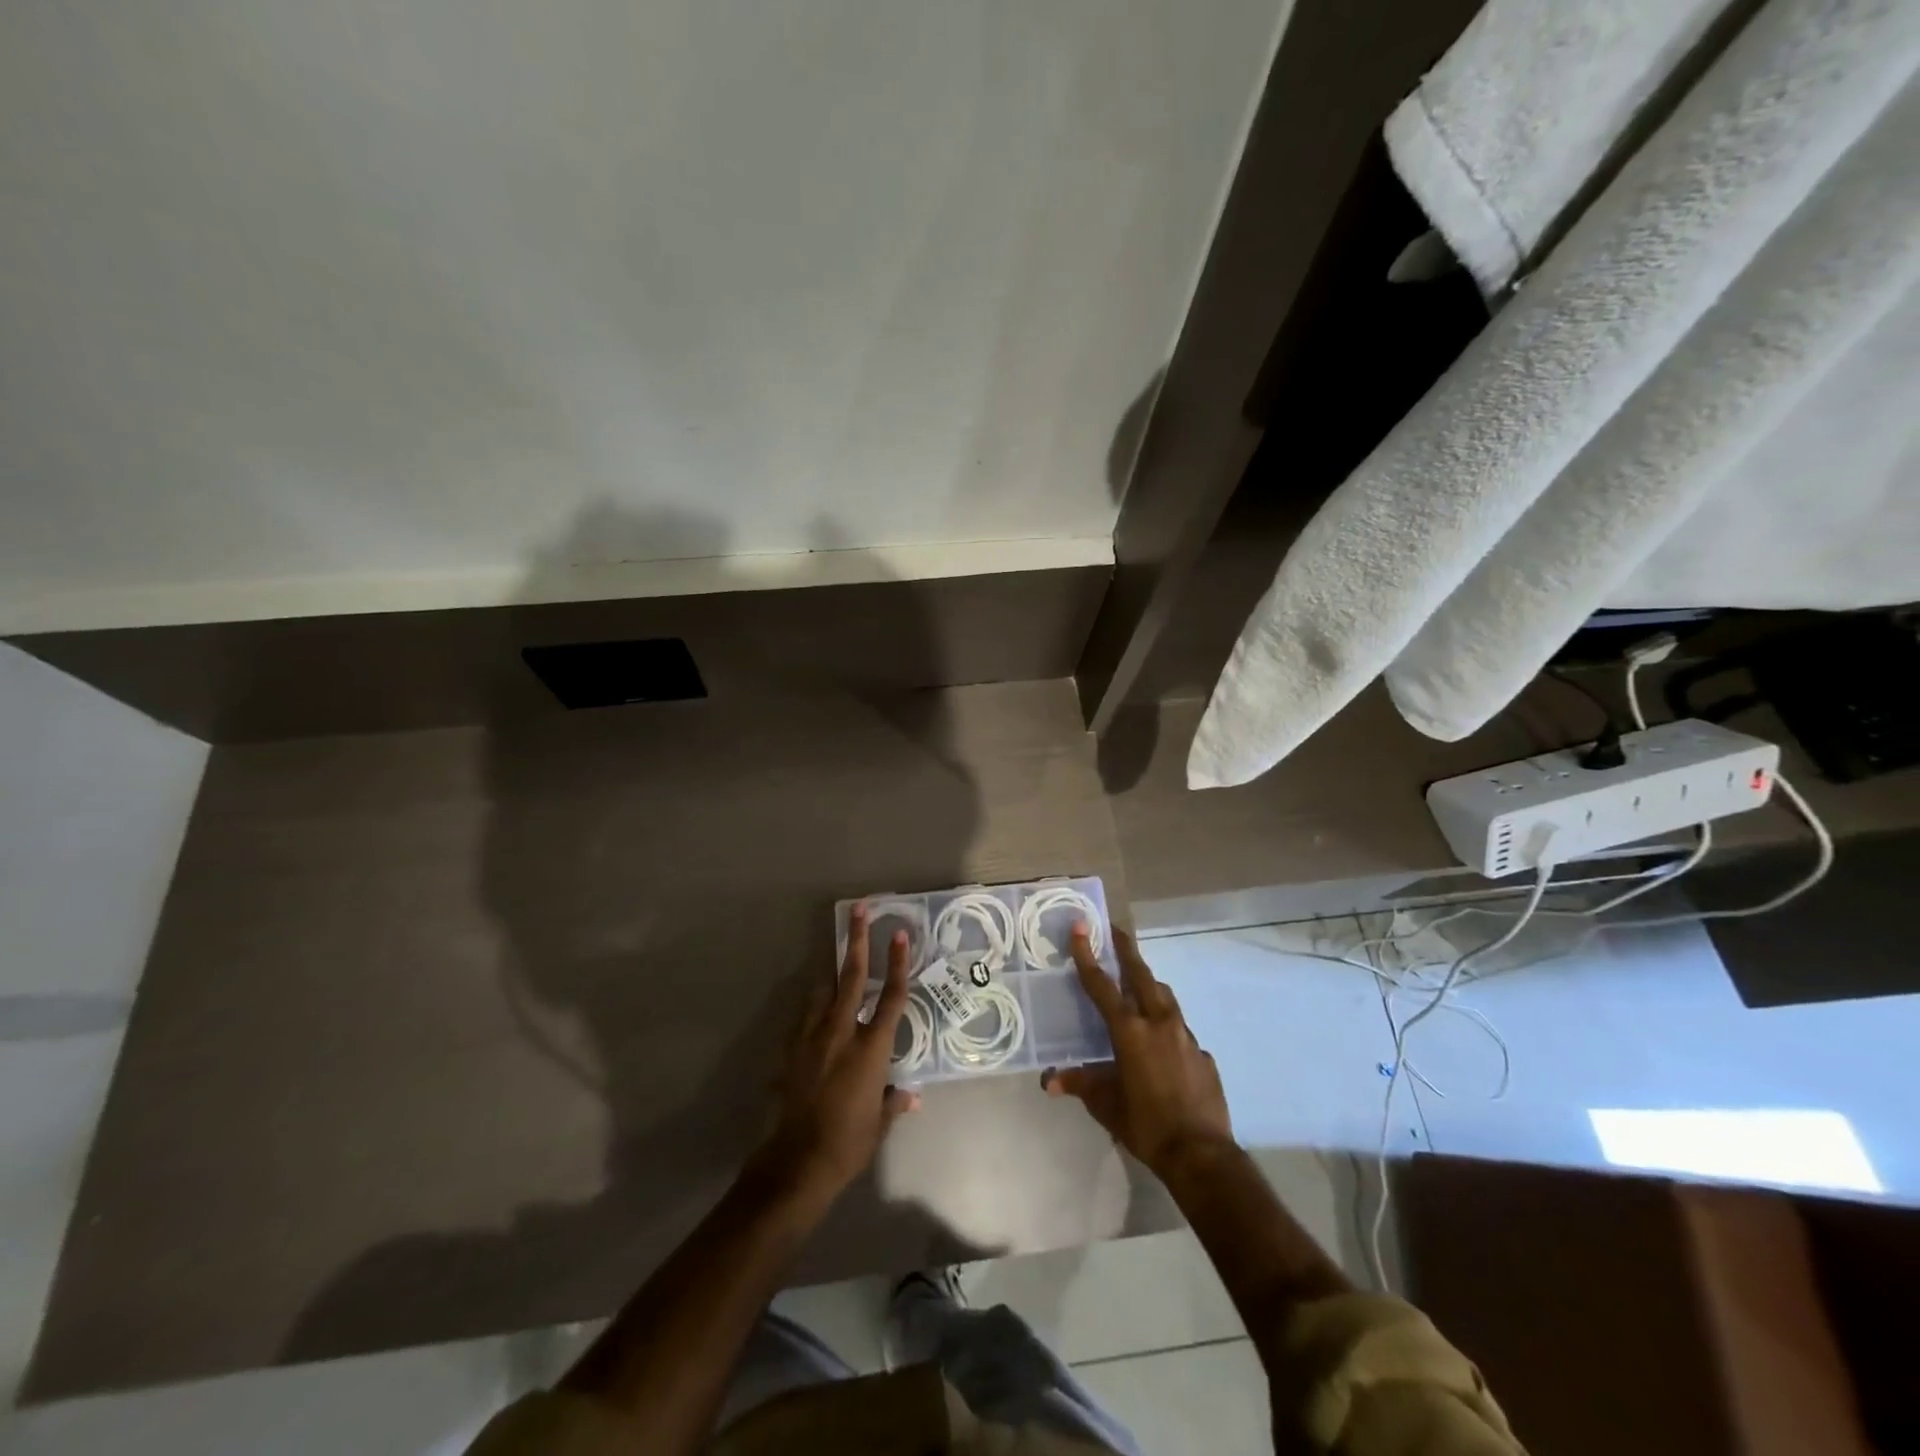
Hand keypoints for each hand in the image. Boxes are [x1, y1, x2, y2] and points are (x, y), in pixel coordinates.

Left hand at [760, 905, 920, 1199]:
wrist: (798, 1161)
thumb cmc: (849, 1142)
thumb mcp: (879, 1123)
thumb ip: (894, 1102)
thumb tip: (911, 1096)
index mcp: (871, 1047)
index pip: (892, 996)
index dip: (898, 963)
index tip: (899, 933)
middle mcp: (842, 1032)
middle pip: (852, 976)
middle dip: (857, 940)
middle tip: (859, 909)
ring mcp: (812, 1038)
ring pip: (822, 992)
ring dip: (832, 973)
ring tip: (837, 960)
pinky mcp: (791, 1051)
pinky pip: (804, 1019)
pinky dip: (813, 1010)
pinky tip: (815, 1014)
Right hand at [1044, 925, 1233, 1180]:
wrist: (1201, 1154)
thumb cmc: (1145, 1125)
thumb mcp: (1106, 1105)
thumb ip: (1081, 1084)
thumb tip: (1050, 1080)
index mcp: (1130, 1031)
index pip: (1102, 985)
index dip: (1088, 956)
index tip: (1081, 928)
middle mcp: (1159, 1023)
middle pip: (1141, 975)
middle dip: (1126, 950)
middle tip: (1115, 931)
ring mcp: (1185, 1036)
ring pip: (1165, 996)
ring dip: (1148, 983)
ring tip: (1137, 981)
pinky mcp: (1203, 1054)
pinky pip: (1180, 1029)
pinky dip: (1166, 1024)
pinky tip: (1161, 1042)